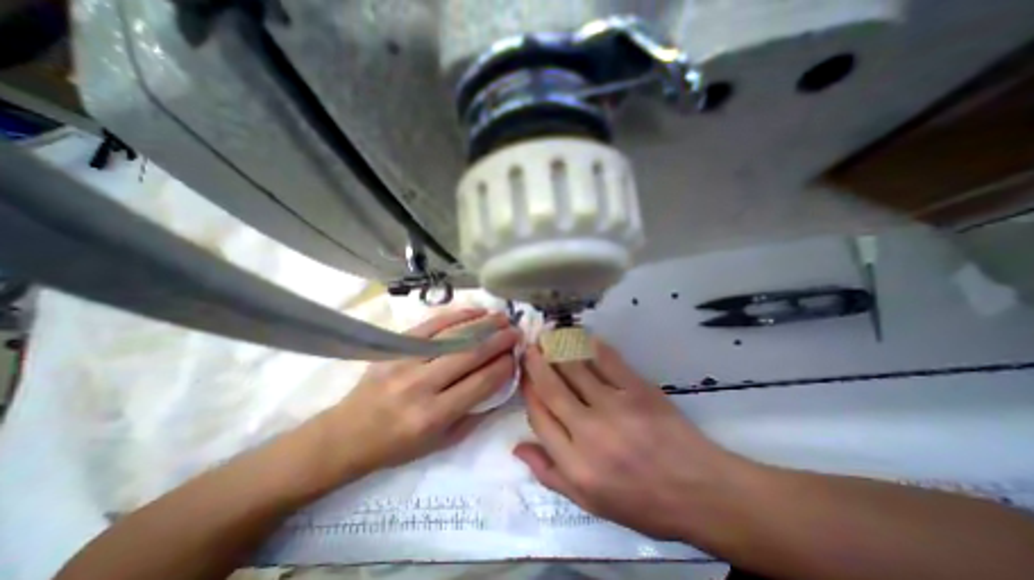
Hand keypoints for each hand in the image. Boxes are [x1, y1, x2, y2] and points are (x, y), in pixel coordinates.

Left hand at [319, 310, 520, 477]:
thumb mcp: (441, 442)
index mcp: (434, 415)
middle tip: (516, 331)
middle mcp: (421, 385)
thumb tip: (502, 383)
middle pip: (470, 353)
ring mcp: (406, 361)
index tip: (517, 356)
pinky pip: (432, 324)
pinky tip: (475, 311)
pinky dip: (457, 315)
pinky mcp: (395, 346)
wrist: (346, 434)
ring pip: (454, 335)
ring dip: (483, 323)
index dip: (504, 366)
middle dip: (499, 339)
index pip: (481, 382)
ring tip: (502, 317)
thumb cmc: (397, 445)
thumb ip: (475, 413)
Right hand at [512, 340, 746, 538]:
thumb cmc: (642, 501)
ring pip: (575, 369)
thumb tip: (518, 446)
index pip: (539, 416)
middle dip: (536, 363)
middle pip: (552, 388)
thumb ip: (549, 474)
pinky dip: (591, 346)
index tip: (525, 376)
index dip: (528, 392)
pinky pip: (607, 361)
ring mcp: (615, 407)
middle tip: (529, 346)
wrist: (699, 491)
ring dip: (558, 350)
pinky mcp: (638, 390)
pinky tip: (582, 338)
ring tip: (549, 337)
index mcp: (575, 464)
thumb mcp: (590, 503)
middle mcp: (589, 432)